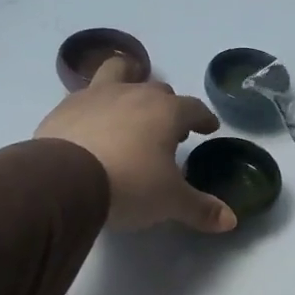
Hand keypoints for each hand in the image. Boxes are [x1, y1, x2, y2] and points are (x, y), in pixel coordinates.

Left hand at [35, 57, 237, 232]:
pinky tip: (91, 126)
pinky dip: (94, 107)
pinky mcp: (64, 108)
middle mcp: (133, 94)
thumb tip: (230, 220)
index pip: (193, 108)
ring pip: (118, 73)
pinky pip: (85, 97)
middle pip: (157, 89)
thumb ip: (200, 209)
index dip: (203, 118)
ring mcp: (95, 96)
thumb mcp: (170, 202)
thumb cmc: (129, 185)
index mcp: (165, 112)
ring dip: (128, 82)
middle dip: (167, 106)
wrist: (64, 181)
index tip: (208, 128)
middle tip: (169, 130)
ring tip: (128, 104)